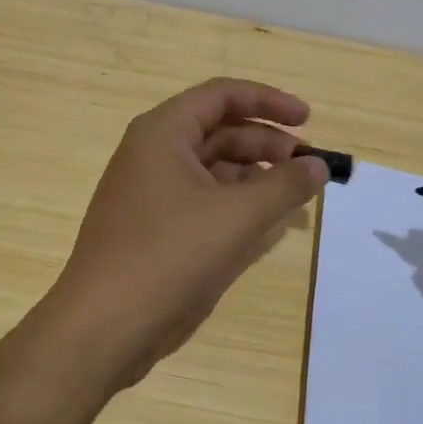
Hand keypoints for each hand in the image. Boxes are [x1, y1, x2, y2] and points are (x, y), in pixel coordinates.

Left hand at [32, 79, 328, 393]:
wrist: (103, 328)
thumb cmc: (169, 257)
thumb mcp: (238, 216)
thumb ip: (285, 185)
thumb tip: (318, 165)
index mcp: (163, 133)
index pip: (222, 95)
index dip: (268, 102)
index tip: (308, 120)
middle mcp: (153, 155)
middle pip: (219, 132)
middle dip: (266, 144)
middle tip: (308, 166)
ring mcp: (151, 194)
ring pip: (212, 170)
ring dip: (255, 178)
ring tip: (294, 197)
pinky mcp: (154, 230)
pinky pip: (203, 203)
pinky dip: (235, 207)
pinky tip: (266, 225)